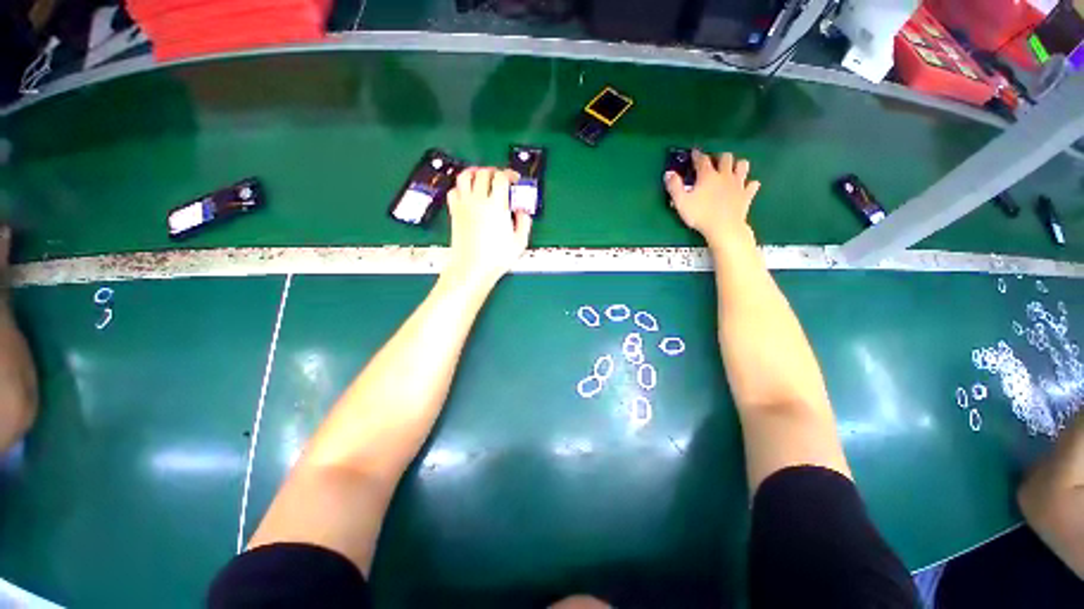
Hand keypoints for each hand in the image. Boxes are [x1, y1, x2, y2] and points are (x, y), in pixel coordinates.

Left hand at [445, 167, 532, 287]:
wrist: (472, 268)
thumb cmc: (496, 258)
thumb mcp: (520, 242)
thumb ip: (524, 222)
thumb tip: (522, 211)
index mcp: (497, 205)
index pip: (501, 178)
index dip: (509, 174)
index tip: (514, 179)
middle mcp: (478, 201)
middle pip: (483, 173)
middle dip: (493, 171)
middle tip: (500, 178)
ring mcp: (464, 205)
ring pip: (464, 176)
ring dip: (474, 172)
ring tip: (481, 176)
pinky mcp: (454, 213)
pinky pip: (454, 191)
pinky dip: (461, 187)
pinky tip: (467, 193)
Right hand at [665, 150, 760, 247]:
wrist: (724, 228)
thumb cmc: (700, 215)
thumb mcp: (681, 202)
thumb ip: (674, 187)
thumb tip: (668, 173)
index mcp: (708, 176)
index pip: (702, 160)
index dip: (697, 155)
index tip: (694, 153)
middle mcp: (725, 175)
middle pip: (726, 158)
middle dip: (720, 157)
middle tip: (714, 162)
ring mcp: (738, 184)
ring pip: (742, 166)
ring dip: (737, 165)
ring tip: (731, 170)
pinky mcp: (746, 195)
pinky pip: (752, 185)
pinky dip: (749, 184)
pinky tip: (745, 187)